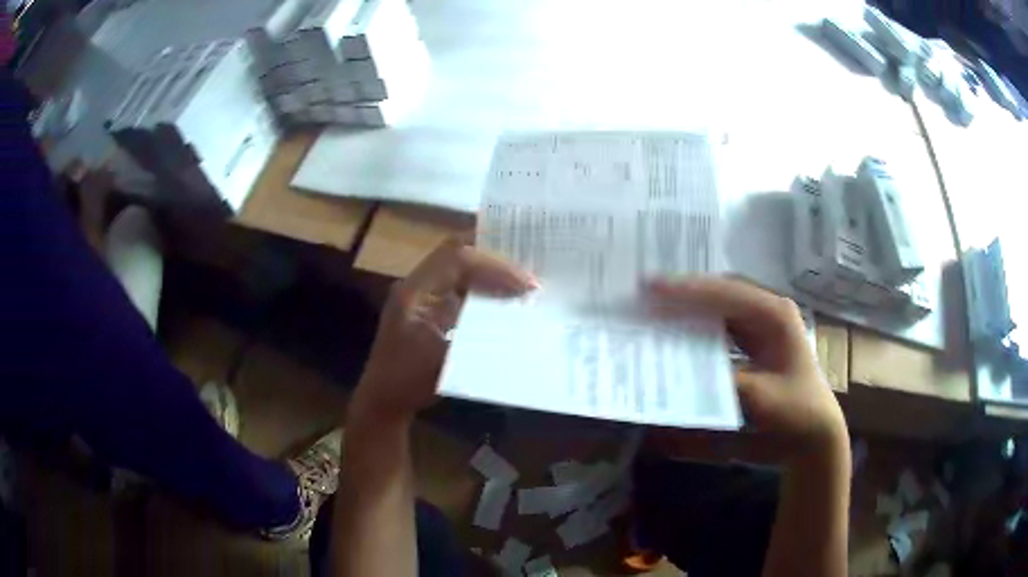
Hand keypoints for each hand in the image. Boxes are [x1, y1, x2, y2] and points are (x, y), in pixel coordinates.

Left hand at [351, 238, 535, 422]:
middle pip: (457, 250)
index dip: (495, 266)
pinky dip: (484, 282)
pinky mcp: (431, 305)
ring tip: (524, 274)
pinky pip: (460, 281)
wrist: (383, 399)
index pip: (456, 259)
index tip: (527, 283)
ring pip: (459, 263)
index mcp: (414, 292)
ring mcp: (423, 293)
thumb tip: (515, 313)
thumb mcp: (442, 362)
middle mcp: (417, 284)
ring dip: (491, 265)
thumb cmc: (408, 383)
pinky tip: (506, 293)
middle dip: (494, 254)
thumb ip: (476, 334)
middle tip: (531, 264)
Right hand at [648, 277, 846, 461]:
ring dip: (689, 304)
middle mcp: (768, 310)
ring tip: (654, 305)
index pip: (727, 293)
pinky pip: (722, 322)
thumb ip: (724, 379)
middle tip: (645, 293)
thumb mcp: (761, 401)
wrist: (814, 432)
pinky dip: (698, 322)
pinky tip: (677, 328)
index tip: (650, 287)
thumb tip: (682, 366)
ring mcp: (762, 323)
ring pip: (719, 303)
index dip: (688, 289)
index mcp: (775, 315)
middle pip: (720, 291)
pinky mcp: (755, 338)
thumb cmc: (795, 413)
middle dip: (684, 291)